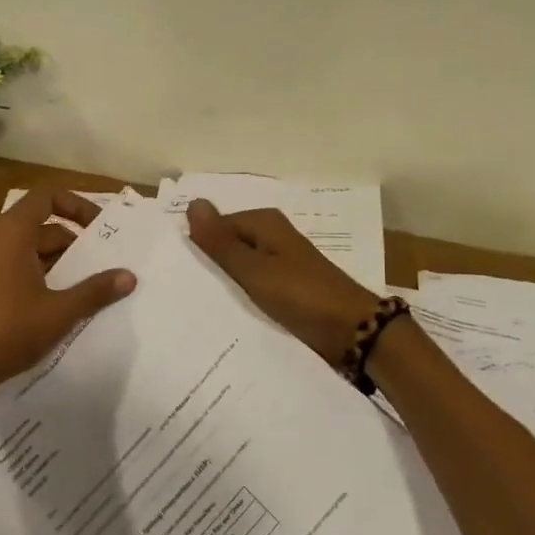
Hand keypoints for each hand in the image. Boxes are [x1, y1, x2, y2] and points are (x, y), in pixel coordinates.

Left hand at [0, 189, 136, 396]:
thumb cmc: (8, 331)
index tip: (100, 228)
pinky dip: (43, 274)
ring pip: (32, 249)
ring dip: (61, 262)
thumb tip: (129, 276)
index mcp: (12, 232)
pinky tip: (62, 302)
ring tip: (91, 285)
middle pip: (43, 225)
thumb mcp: (60, 312)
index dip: (77, 206)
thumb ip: (95, 291)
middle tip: (105, 263)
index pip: (48, 197)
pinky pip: (19, 265)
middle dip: (76, 242)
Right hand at [186, 200, 379, 362]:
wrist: (353, 331)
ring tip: (202, 306)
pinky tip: (229, 314)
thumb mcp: (254, 270)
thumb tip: (193, 202)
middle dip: (210, 267)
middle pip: (228, 246)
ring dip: (226, 285)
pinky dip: (243, 296)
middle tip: (185, 293)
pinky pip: (255, 285)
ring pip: (240, 268)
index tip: (182, 275)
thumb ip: (221, 242)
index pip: (215, 227)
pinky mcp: (287, 286)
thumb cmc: (302, 296)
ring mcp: (281, 262)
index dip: (198, 249)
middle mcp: (272, 236)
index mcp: (264, 223)